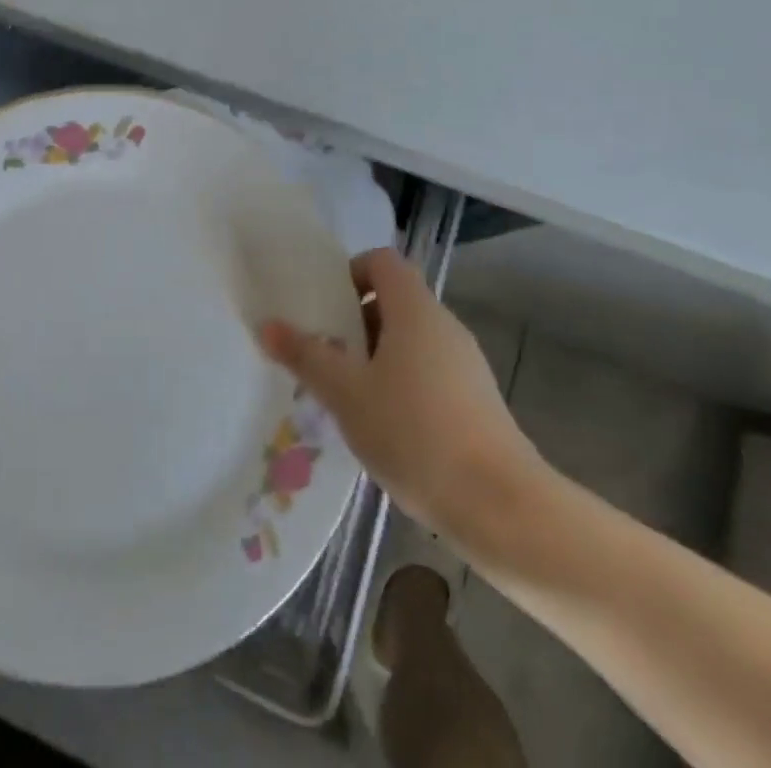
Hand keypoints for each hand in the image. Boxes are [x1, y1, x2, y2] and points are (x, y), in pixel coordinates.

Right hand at [258, 248, 546, 549]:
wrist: (502, 508)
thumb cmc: (415, 434)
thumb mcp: (346, 394)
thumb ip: (306, 355)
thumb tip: (268, 325)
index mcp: (415, 310)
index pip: (381, 261)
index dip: (350, 273)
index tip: (324, 307)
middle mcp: (444, 326)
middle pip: (394, 301)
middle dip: (354, 321)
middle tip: (323, 354)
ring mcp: (465, 364)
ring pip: (410, 340)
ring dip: (374, 356)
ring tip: (346, 395)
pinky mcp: (476, 400)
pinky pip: (428, 371)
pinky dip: (400, 383)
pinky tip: (384, 426)